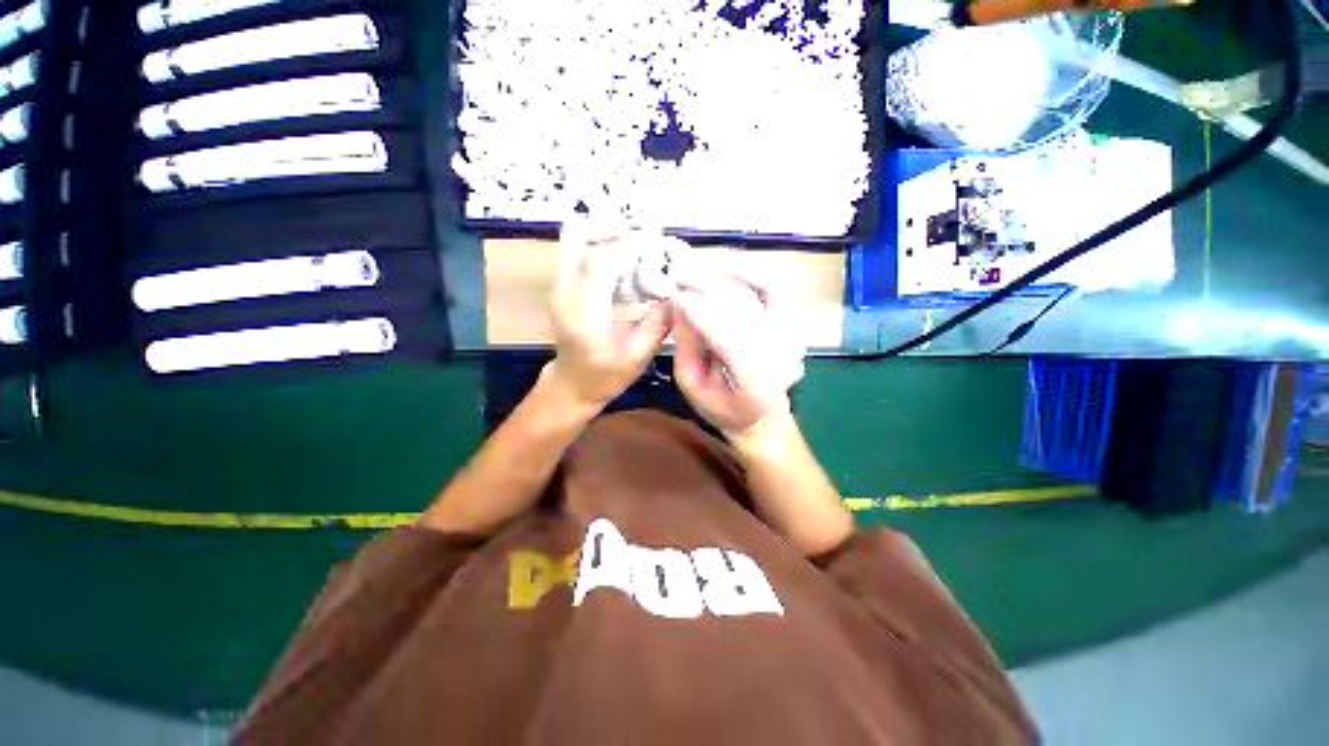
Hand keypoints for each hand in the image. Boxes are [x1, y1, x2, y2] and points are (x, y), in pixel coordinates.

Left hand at [547, 224, 672, 407]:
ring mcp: (559, 287)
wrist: (571, 384)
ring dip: (608, 236)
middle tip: (646, 237)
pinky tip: (624, 258)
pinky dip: (601, 246)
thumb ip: (658, 323)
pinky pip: (578, 252)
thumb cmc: (605, 376)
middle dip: (616, 232)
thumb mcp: (638, 357)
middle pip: (582, 241)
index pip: (600, 262)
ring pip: (577, 241)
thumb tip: (678, 292)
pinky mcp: (562, 286)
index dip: (628, 247)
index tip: (655, 248)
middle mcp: (565, 294)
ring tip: (637, 244)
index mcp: (584, 314)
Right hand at [672, 265, 804, 438]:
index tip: (674, 294)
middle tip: (678, 272)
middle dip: (706, 286)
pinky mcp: (792, 322)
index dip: (699, 311)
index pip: (726, 337)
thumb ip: (685, 349)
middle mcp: (781, 356)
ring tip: (694, 266)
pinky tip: (723, 264)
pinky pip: (771, 287)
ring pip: (755, 294)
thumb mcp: (692, 387)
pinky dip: (748, 272)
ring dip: (723, 275)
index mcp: (755, 384)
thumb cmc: (722, 406)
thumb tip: (679, 306)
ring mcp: (791, 336)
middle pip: (742, 310)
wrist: (762, 415)